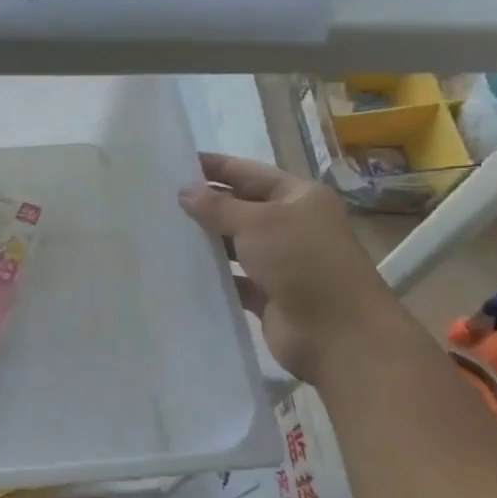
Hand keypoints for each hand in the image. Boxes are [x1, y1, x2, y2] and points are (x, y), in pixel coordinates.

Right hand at [179, 153, 403, 382]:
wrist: (338, 334)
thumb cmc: (302, 262)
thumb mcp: (257, 223)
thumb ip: (217, 206)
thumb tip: (184, 190)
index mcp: (298, 197)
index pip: (247, 172)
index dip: (213, 167)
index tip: (173, 163)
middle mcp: (291, 226)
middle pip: (240, 207)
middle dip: (204, 204)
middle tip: (158, 200)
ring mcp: (281, 262)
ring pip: (235, 244)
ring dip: (206, 240)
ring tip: (162, 232)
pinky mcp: (269, 295)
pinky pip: (234, 278)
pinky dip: (213, 275)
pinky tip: (179, 270)